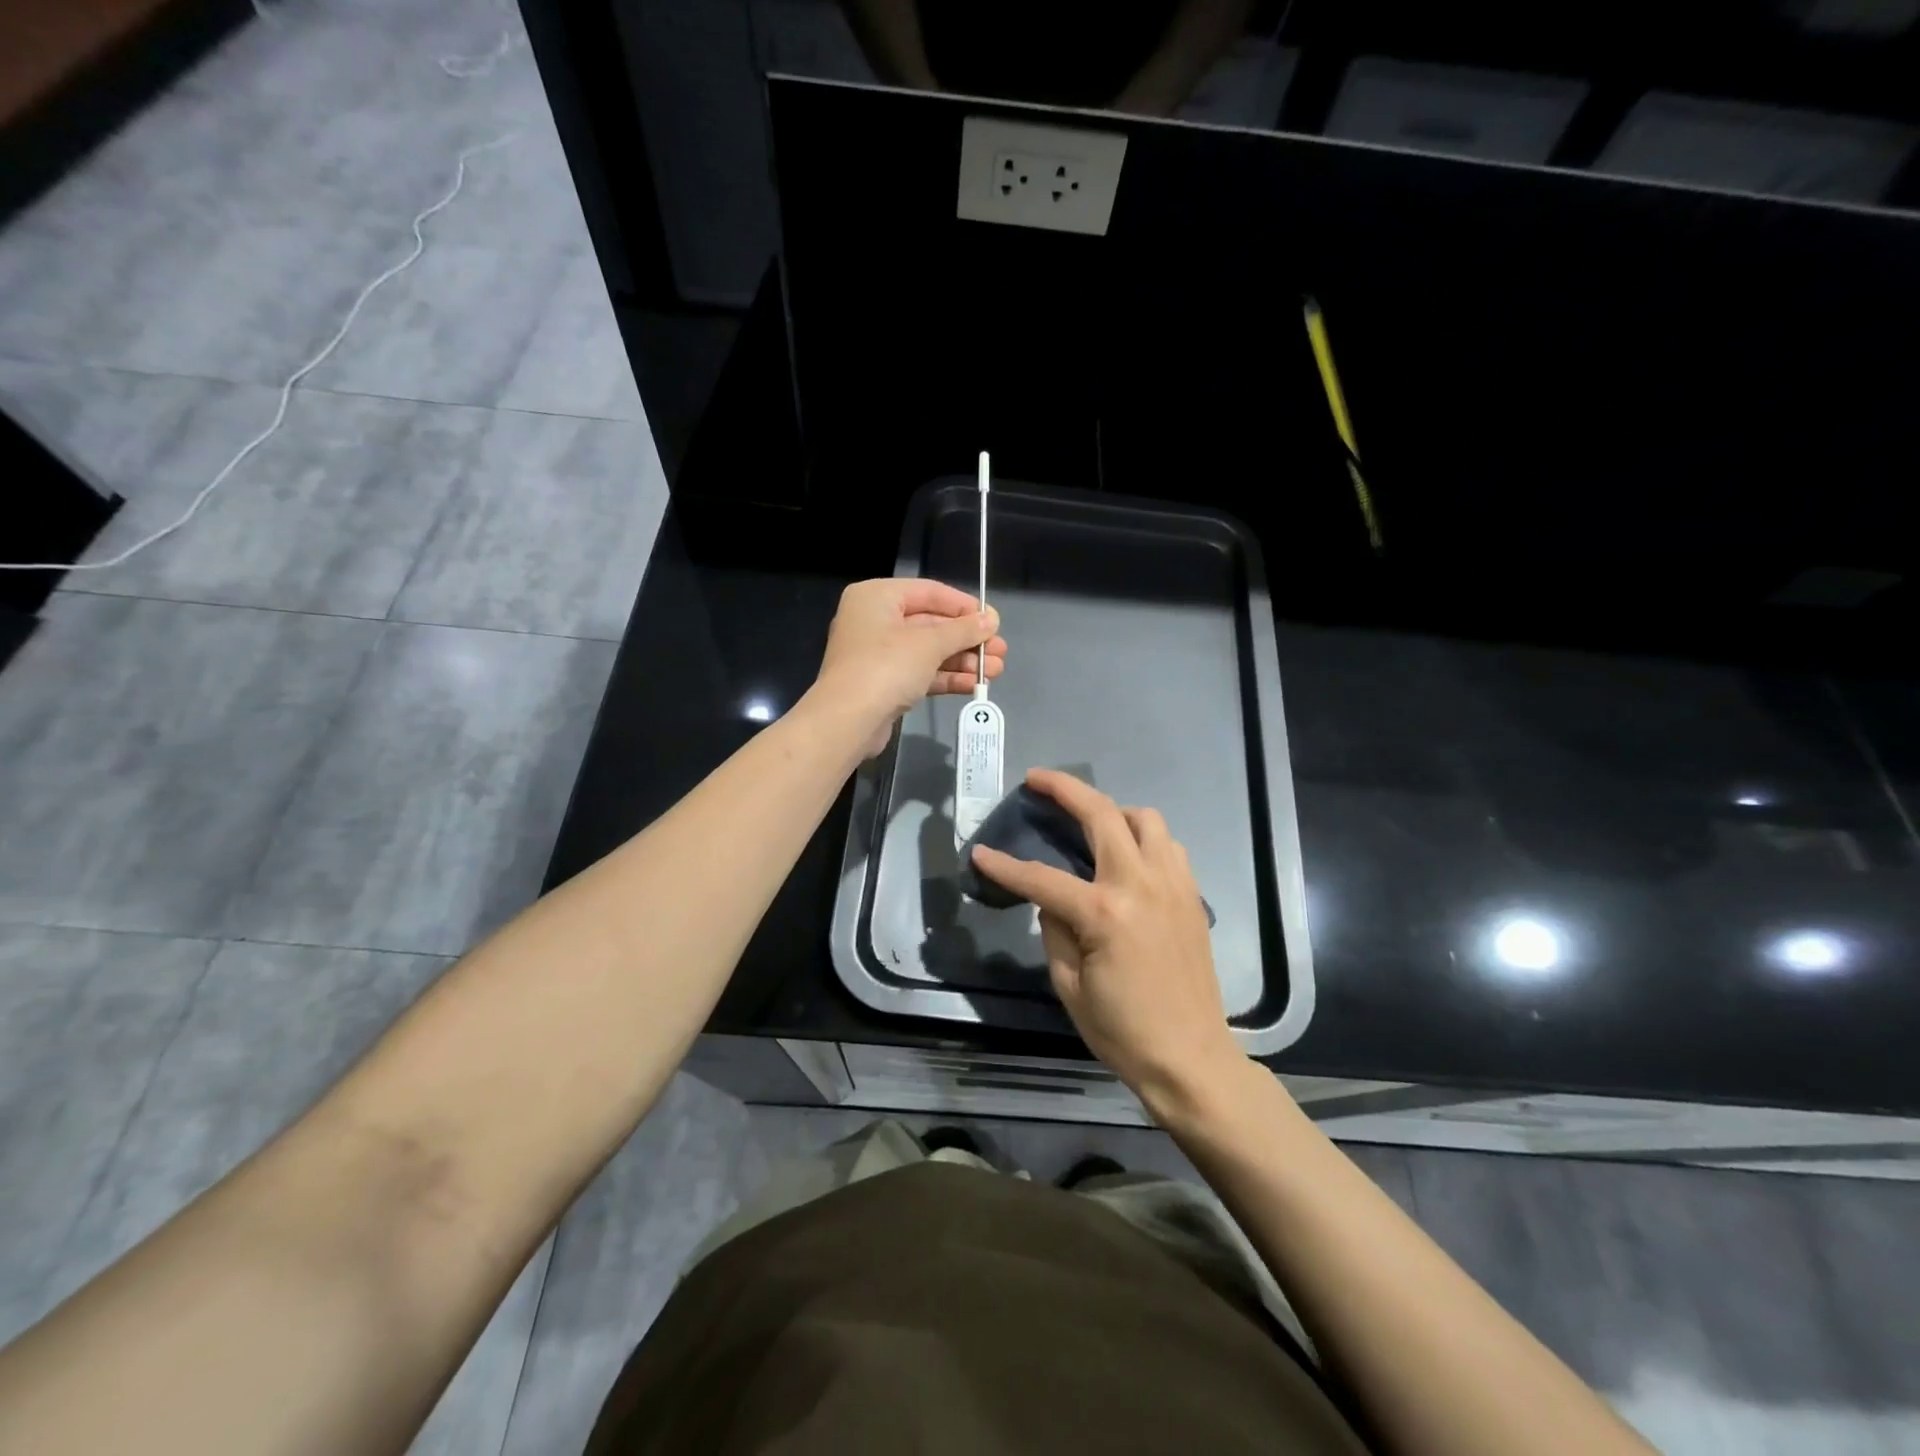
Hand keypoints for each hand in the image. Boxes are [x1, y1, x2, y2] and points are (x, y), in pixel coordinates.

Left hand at [812, 578, 1006, 757]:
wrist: (847, 721)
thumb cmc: (886, 667)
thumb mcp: (929, 644)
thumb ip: (963, 630)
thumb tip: (991, 620)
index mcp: (877, 597)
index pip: (930, 592)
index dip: (965, 606)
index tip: (994, 621)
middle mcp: (875, 620)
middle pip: (931, 624)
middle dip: (968, 640)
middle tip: (1000, 651)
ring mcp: (878, 654)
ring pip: (928, 652)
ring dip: (963, 660)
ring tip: (996, 671)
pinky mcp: (883, 684)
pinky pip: (920, 673)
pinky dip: (946, 677)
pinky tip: (975, 685)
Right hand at [969, 768, 1242, 1114]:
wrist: (1191, 1059)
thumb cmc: (1123, 1031)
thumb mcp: (1069, 986)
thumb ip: (1055, 932)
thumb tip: (1053, 903)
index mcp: (1104, 913)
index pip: (1041, 877)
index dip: (1005, 865)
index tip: (979, 852)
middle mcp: (1141, 885)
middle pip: (1102, 815)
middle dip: (1064, 789)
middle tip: (1037, 780)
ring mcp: (1173, 885)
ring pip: (1146, 819)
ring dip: (1114, 811)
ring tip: (1091, 825)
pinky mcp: (1191, 895)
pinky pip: (1169, 846)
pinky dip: (1145, 839)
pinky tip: (1128, 858)